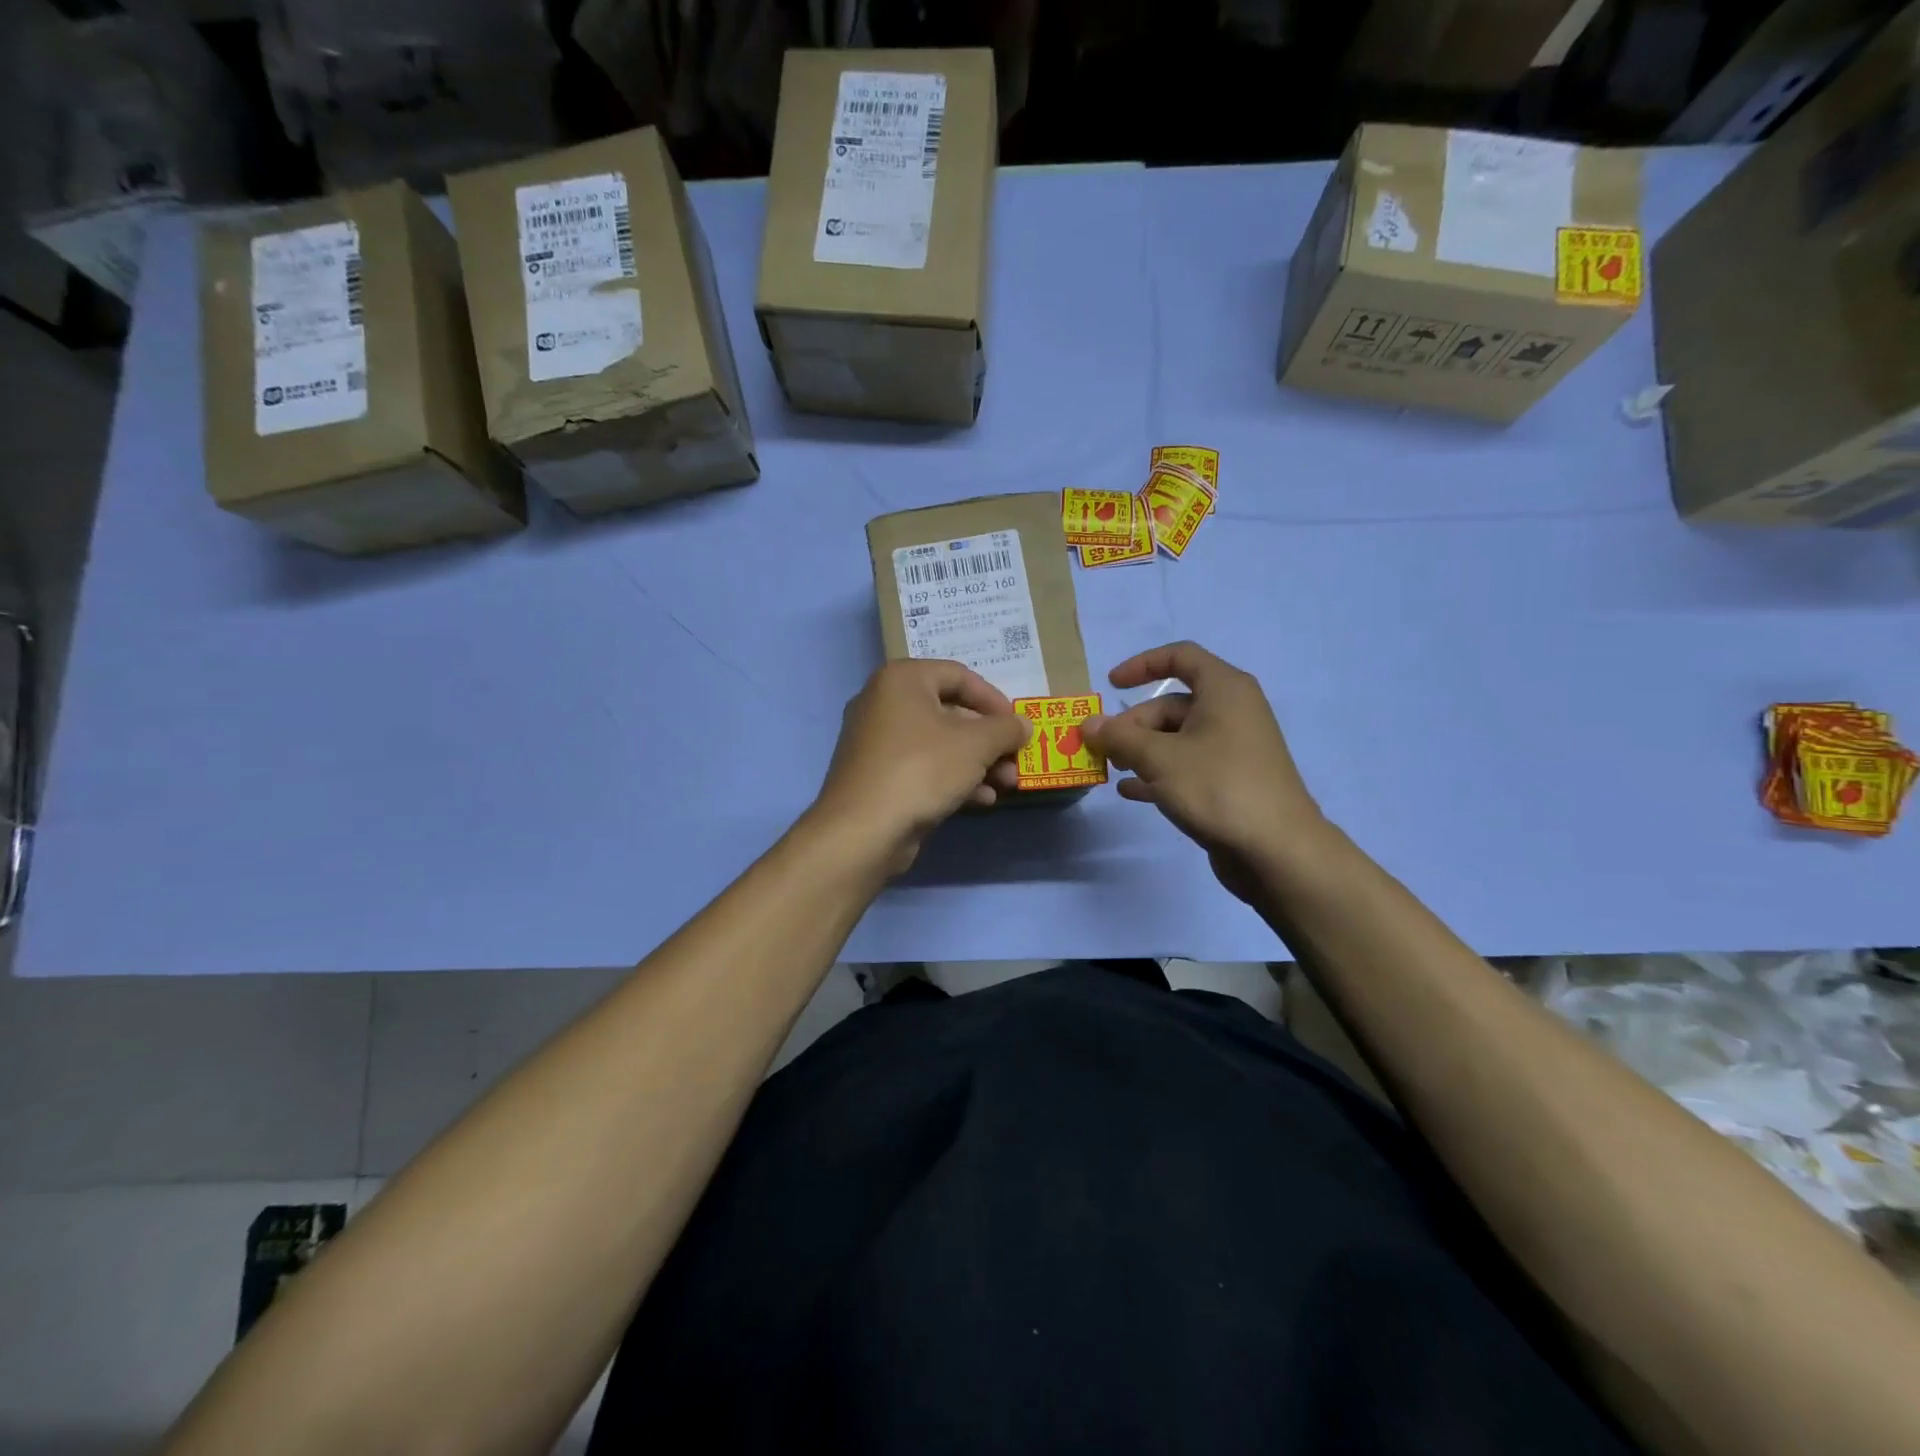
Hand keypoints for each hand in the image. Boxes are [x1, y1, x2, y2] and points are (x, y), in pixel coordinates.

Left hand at [811, 659, 1031, 872]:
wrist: (863, 830)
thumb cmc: (921, 770)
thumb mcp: (976, 744)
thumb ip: (1006, 729)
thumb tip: (1023, 725)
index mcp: (902, 679)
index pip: (960, 676)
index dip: (995, 700)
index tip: (1018, 726)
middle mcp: (884, 702)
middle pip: (951, 712)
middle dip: (989, 739)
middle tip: (1016, 761)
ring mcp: (877, 741)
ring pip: (939, 743)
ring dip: (977, 762)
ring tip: (1006, 785)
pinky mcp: (877, 775)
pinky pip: (922, 767)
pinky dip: (952, 778)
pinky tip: (980, 800)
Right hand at [1083, 642, 1327, 900]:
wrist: (1276, 849)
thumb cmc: (1218, 787)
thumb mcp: (1160, 758)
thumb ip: (1120, 737)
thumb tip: (1088, 723)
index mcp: (1224, 690)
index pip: (1180, 657)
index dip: (1142, 665)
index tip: (1110, 685)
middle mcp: (1231, 712)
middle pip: (1171, 705)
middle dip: (1133, 724)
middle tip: (1104, 749)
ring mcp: (1233, 749)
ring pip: (1177, 738)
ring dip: (1141, 750)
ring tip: (1112, 770)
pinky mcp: (1231, 781)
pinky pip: (1187, 766)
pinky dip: (1158, 773)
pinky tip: (1131, 791)